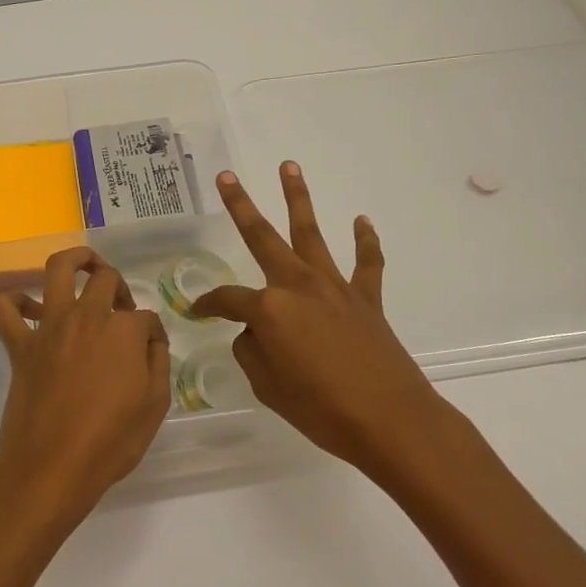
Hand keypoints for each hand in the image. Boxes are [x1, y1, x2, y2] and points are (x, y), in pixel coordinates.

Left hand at [0, 247, 172, 526]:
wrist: (52, 467)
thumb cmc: (110, 442)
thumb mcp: (154, 406)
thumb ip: (157, 364)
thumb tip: (151, 342)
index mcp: (124, 331)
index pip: (146, 318)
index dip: (153, 334)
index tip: (152, 352)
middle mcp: (88, 317)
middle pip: (106, 279)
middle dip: (120, 287)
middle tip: (121, 307)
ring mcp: (50, 327)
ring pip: (58, 269)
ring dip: (75, 259)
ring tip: (85, 265)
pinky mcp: (21, 345)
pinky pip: (6, 310)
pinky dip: (13, 301)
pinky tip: (27, 307)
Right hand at [192, 162, 450, 470]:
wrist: (390, 420)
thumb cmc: (321, 409)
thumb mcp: (267, 386)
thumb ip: (253, 352)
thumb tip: (256, 334)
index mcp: (269, 308)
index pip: (228, 300)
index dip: (208, 306)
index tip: (195, 312)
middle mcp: (298, 285)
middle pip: (262, 238)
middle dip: (241, 206)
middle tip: (226, 176)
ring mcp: (335, 288)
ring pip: (311, 233)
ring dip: (299, 198)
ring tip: (289, 166)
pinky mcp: (367, 299)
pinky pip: (367, 262)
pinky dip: (365, 240)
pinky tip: (361, 221)